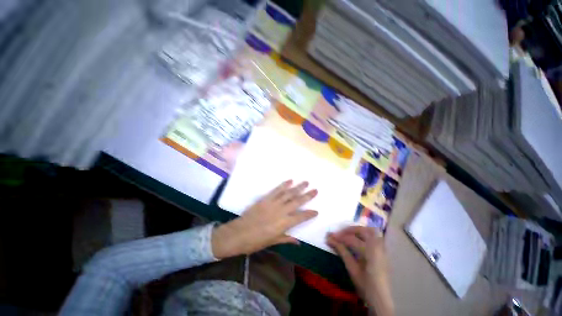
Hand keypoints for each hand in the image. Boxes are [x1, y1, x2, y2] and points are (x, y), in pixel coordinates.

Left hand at [212, 180, 317, 258]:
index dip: (309, 214)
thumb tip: (298, 242)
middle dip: (307, 195)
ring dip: (298, 187)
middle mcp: (281, 211)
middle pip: (297, 201)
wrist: (239, 233)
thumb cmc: (256, 241)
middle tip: (315, 190)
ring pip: (288, 193)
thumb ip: (287, 239)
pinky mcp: (266, 198)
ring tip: (306, 182)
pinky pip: (277, 190)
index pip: (301, 217)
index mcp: (284, 223)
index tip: (316, 211)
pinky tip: (290, 180)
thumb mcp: (273, 242)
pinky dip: (284, 185)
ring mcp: (273, 203)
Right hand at [327, 226, 393, 315]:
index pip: (351, 239)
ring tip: (348, 233)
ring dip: (358, 229)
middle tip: (339, 234)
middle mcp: (377, 246)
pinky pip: (375, 236)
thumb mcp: (352, 269)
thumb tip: (330, 239)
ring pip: (371, 231)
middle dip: (349, 230)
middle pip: (362, 230)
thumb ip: (342, 252)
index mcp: (370, 251)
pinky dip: (365, 234)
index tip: (329, 237)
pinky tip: (359, 239)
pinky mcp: (383, 252)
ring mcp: (382, 248)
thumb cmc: (365, 285)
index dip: (339, 237)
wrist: (381, 298)